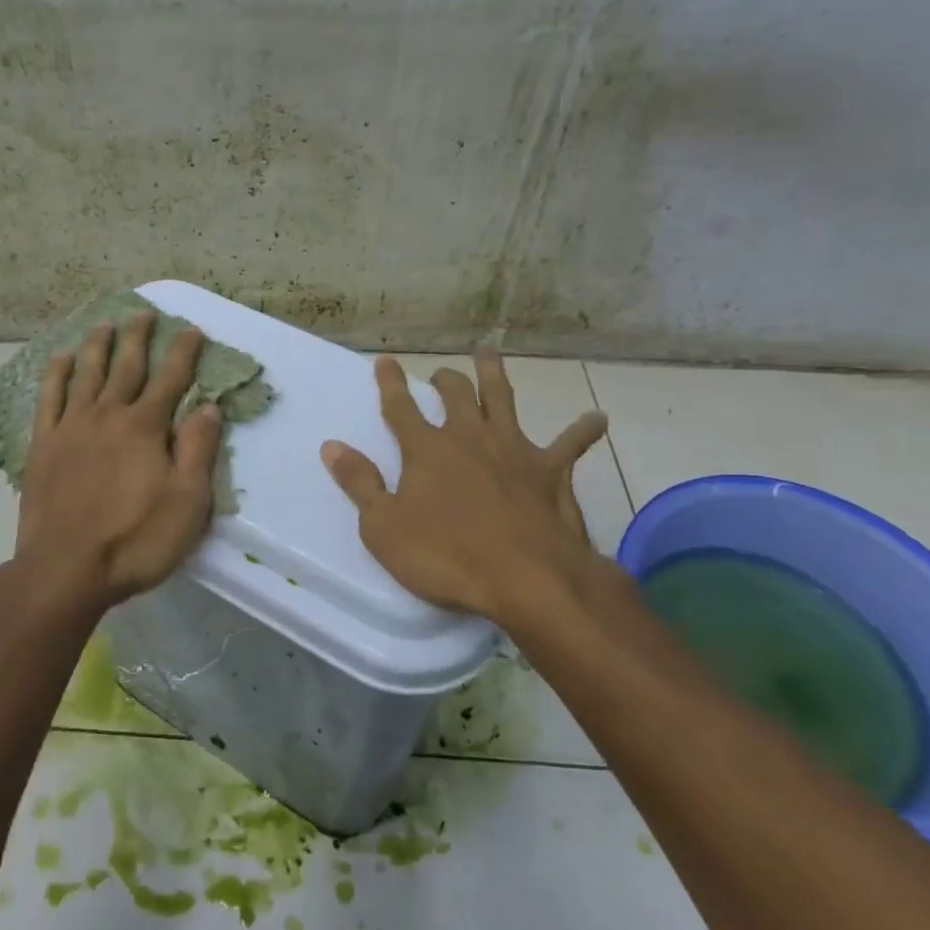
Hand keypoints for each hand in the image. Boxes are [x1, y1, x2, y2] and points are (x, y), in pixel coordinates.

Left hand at [7, 309, 222, 614]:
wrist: (66, 570)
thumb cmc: (136, 540)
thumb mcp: (188, 502)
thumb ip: (198, 449)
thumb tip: (210, 407)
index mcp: (145, 428)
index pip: (171, 379)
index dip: (183, 352)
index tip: (191, 329)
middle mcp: (108, 415)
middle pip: (127, 367)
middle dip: (139, 337)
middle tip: (144, 312)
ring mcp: (71, 427)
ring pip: (87, 373)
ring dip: (98, 345)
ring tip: (105, 322)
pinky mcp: (43, 445)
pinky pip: (49, 398)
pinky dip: (57, 373)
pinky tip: (62, 357)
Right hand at [320, 349, 618, 629]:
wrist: (526, 578)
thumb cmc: (446, 556)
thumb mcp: (384, 527)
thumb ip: (359, 483)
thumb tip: (332, 446)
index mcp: (427, 449)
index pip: (401, 407)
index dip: (391, 383)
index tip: (385, 360)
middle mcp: (469, 438)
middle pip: (455, 395)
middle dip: (445, 379)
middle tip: (441, 372)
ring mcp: (513, 450)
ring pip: (502, 400)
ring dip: (494, 375)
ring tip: (490, 352)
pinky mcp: (550, 472)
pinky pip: (569, 445)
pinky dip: (582, 431)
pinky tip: (597, 418)